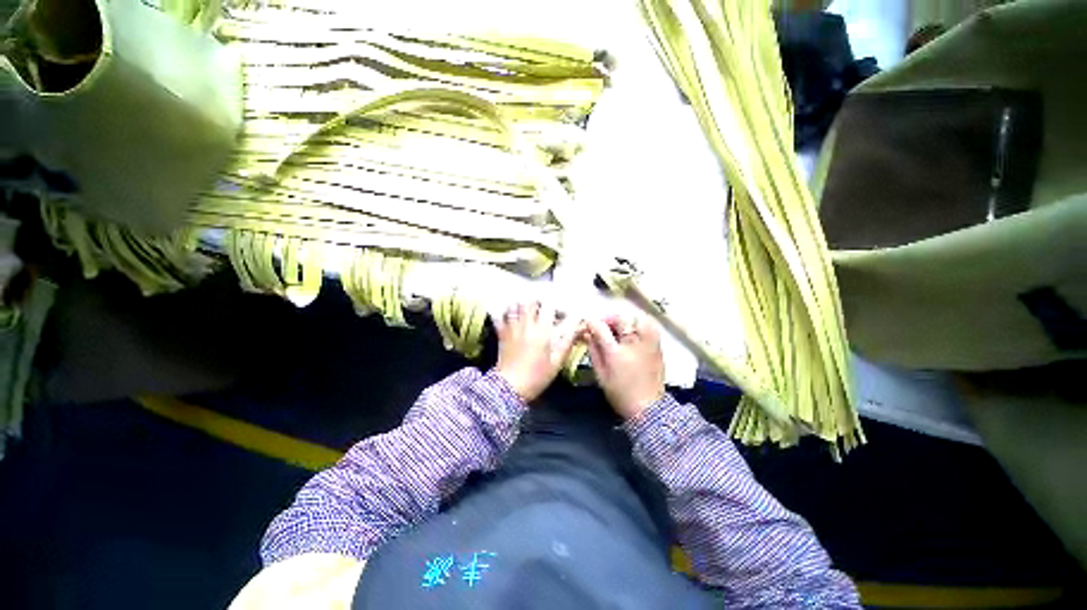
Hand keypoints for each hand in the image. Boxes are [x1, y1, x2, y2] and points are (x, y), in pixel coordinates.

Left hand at [495, 301, 579, 402]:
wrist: (510, 388)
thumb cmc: (536, 377)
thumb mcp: (557, 362)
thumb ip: (567, 343)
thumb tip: (578, 328)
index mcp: (541, 332)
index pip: (549, 308)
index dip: (556, 306)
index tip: (560, 311)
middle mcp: (526, 326)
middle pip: (530, 302)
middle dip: (537, 302)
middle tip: (542, 308)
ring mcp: (512, 328)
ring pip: (514, 306)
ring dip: (521, 305)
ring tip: (526, 309)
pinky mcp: (501, 334)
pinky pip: (500, 317)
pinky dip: (504, 312)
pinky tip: (508, 314)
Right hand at [585, 313, 665, 420]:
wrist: (648, 408)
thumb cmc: (620, 393)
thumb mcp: (601, 374)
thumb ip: (593, 350)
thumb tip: (587, 333)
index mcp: (616, 353)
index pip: (601, 328)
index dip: (592, 323)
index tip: (587, 323)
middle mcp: (633, 344)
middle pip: (620, 319)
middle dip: (608, 318)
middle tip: (602, 325)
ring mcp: (648, 343)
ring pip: (637, 318)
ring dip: (625, 319)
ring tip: (618, 326)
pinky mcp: (658, 346)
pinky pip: (650, 325)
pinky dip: (639, 322)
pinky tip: (633, 330)